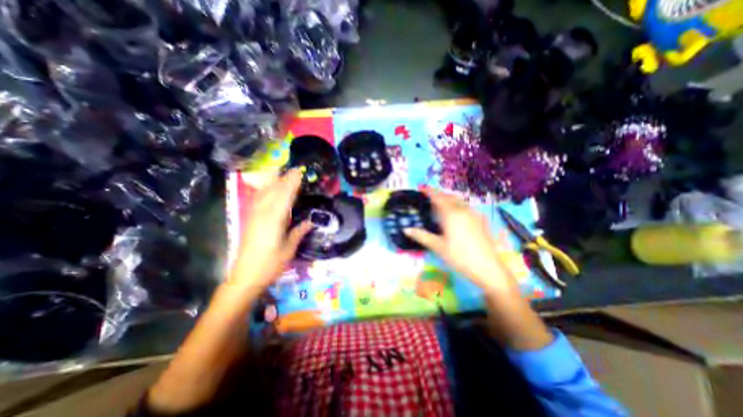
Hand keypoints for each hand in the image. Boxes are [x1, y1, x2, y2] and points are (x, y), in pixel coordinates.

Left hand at [232, 168, 312, 289]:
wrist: (245, 277)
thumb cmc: (271, 264)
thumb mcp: (289, 249)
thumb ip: (299, 232)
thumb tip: (311, 221)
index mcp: (274, 220)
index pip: (285, 196)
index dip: (292, 183)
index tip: (300, 173)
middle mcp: (262, 213)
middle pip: (274, 191)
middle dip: (285, 179)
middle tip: (295, 170)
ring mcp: (254, 215)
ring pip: (264, 193)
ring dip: (275, 182)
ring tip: (284, 175)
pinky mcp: (250, 219)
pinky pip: (258, 199)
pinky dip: (266, 190)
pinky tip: (269, 189)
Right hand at [404, 191, 517, 293]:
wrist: (488, 268)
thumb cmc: (460, 257)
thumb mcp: (438, 247)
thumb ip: (421, 236)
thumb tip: (406, 229)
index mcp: (451, 214)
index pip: (438, 198)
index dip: (429, 192)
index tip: (422, 188)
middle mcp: (463, 210)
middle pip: (449, 197)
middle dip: (439, 194)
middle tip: (429, 197)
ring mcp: (474, 215)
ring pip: (459, 201)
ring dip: (449, 199)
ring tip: (441, 204)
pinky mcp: (481, 221)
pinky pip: (466, 207)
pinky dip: (457, 205)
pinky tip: (456, 214)